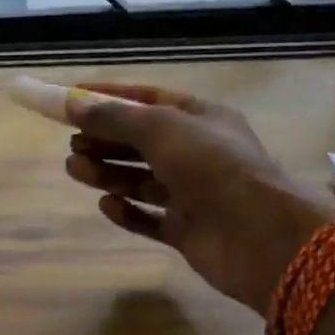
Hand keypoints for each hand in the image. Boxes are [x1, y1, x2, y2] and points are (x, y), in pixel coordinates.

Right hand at [64, 84, 334, 315]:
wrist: (262, 237)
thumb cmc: (212, 166)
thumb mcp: (160, 128)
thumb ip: (112, 117)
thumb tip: (71, 103)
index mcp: (200, 117)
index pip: (147, 99)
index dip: (108, 97)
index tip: (71, 99)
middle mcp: (198, 152)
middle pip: (141, 141)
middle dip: (104, 139)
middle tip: (71, 143)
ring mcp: (195, 194)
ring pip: (142, 179)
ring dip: (108, 172)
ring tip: (73, 169)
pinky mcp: (190, 231)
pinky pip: (151, 218)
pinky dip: (128, 211)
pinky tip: (106, 205)